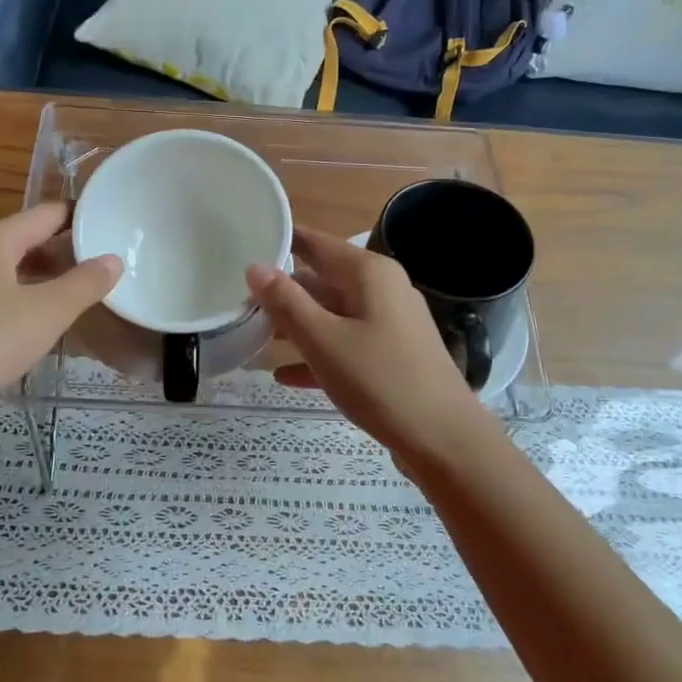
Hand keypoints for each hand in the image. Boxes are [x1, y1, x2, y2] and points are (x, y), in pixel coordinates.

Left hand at [0, 203, 121, 414]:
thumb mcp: (49, 312)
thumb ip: (85, 284)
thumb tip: (114, 259)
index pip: (47, 213)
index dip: (80, 218)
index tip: (110, 227)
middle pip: (26, 239)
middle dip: (63, 251)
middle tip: (100, 266)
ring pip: (8, 268)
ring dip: (42, 277)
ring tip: (75, 294)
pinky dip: (20, 296)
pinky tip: (34, 322)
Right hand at [246, 228, 495, 470]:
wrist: (443, 439)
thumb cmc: (379, 380)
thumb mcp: (323, 340)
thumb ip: (286, 302)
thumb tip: (255, 267)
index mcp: (369, 273)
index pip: (316, 243)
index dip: (281, 242)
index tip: (244, 245)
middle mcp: (382, 288)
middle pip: (323, 279)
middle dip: (282, 292)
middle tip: (238, 301)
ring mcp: (390, 323)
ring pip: (333, 314)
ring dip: (296, 326)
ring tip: (253, 337)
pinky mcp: (393, 354)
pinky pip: (347, 343)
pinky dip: (318, 354)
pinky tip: (285, 376)